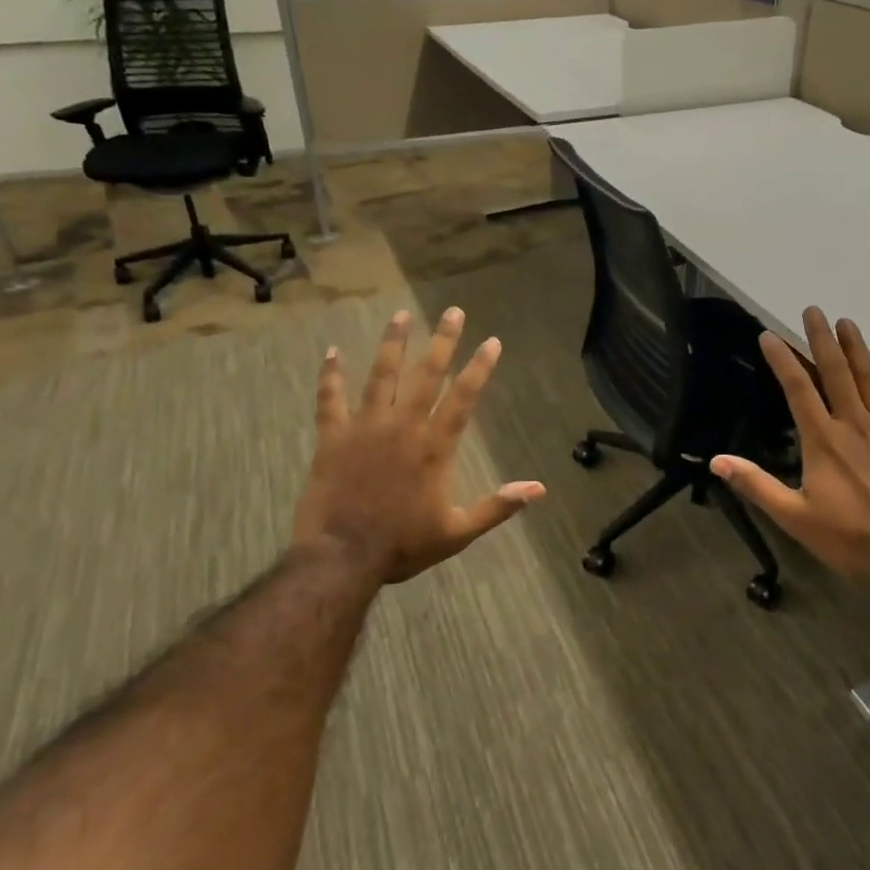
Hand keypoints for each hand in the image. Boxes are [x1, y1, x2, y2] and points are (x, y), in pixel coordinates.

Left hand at [292, 307, 545, 588]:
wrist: (341, 557)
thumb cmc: (402, 546)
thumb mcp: (458, 532)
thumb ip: (498, 507)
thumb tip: (539, 488)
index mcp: (434, 446)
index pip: (463, 397)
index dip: (479, 367)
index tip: (492, 341)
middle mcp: (403, 426)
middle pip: (426, 374)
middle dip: (442, 340)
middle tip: (453, 311)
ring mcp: (365, 427)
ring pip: (381, 375)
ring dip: (392, 343)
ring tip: (401, 315)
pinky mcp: (333, 437)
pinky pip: (331, 399)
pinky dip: (330, 375)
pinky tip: (332, 353)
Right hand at [711, 308, 869, 581]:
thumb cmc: (849, 538)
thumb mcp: (793, 516)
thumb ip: (756, 484)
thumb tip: (717, 461)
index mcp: (822, 439)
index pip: (796, 389)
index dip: (781, 360)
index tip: (768, 334)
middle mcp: (853, 424)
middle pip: (834, 373)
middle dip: (821, 339)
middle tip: (813, 310)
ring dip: (857, 349)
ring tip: (847, 322)